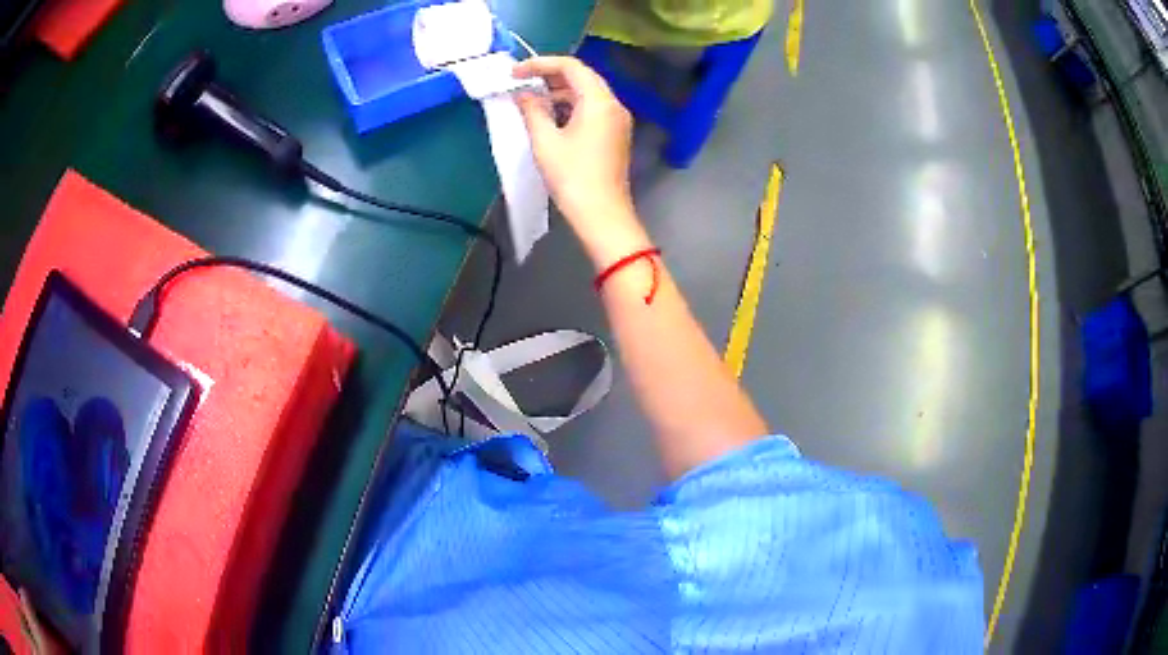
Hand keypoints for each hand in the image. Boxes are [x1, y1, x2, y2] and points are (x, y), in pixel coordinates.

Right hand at [514, 57, 634, 229]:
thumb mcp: (545, 141)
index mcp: (599, 101)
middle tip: (522, 81)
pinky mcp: (615, 134)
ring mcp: (618, 120)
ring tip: (531, 98)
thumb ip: (532, 110)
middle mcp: (613, 104)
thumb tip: (523, 94)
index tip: (515, 72)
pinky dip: (571, 105)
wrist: (602, 214)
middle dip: (550, 75)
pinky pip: (592, 108)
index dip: (540, 64)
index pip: (571, 66)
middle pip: (582, 76)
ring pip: (588, 93)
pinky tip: (550, 114)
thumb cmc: (572, 176)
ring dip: (560, 91)